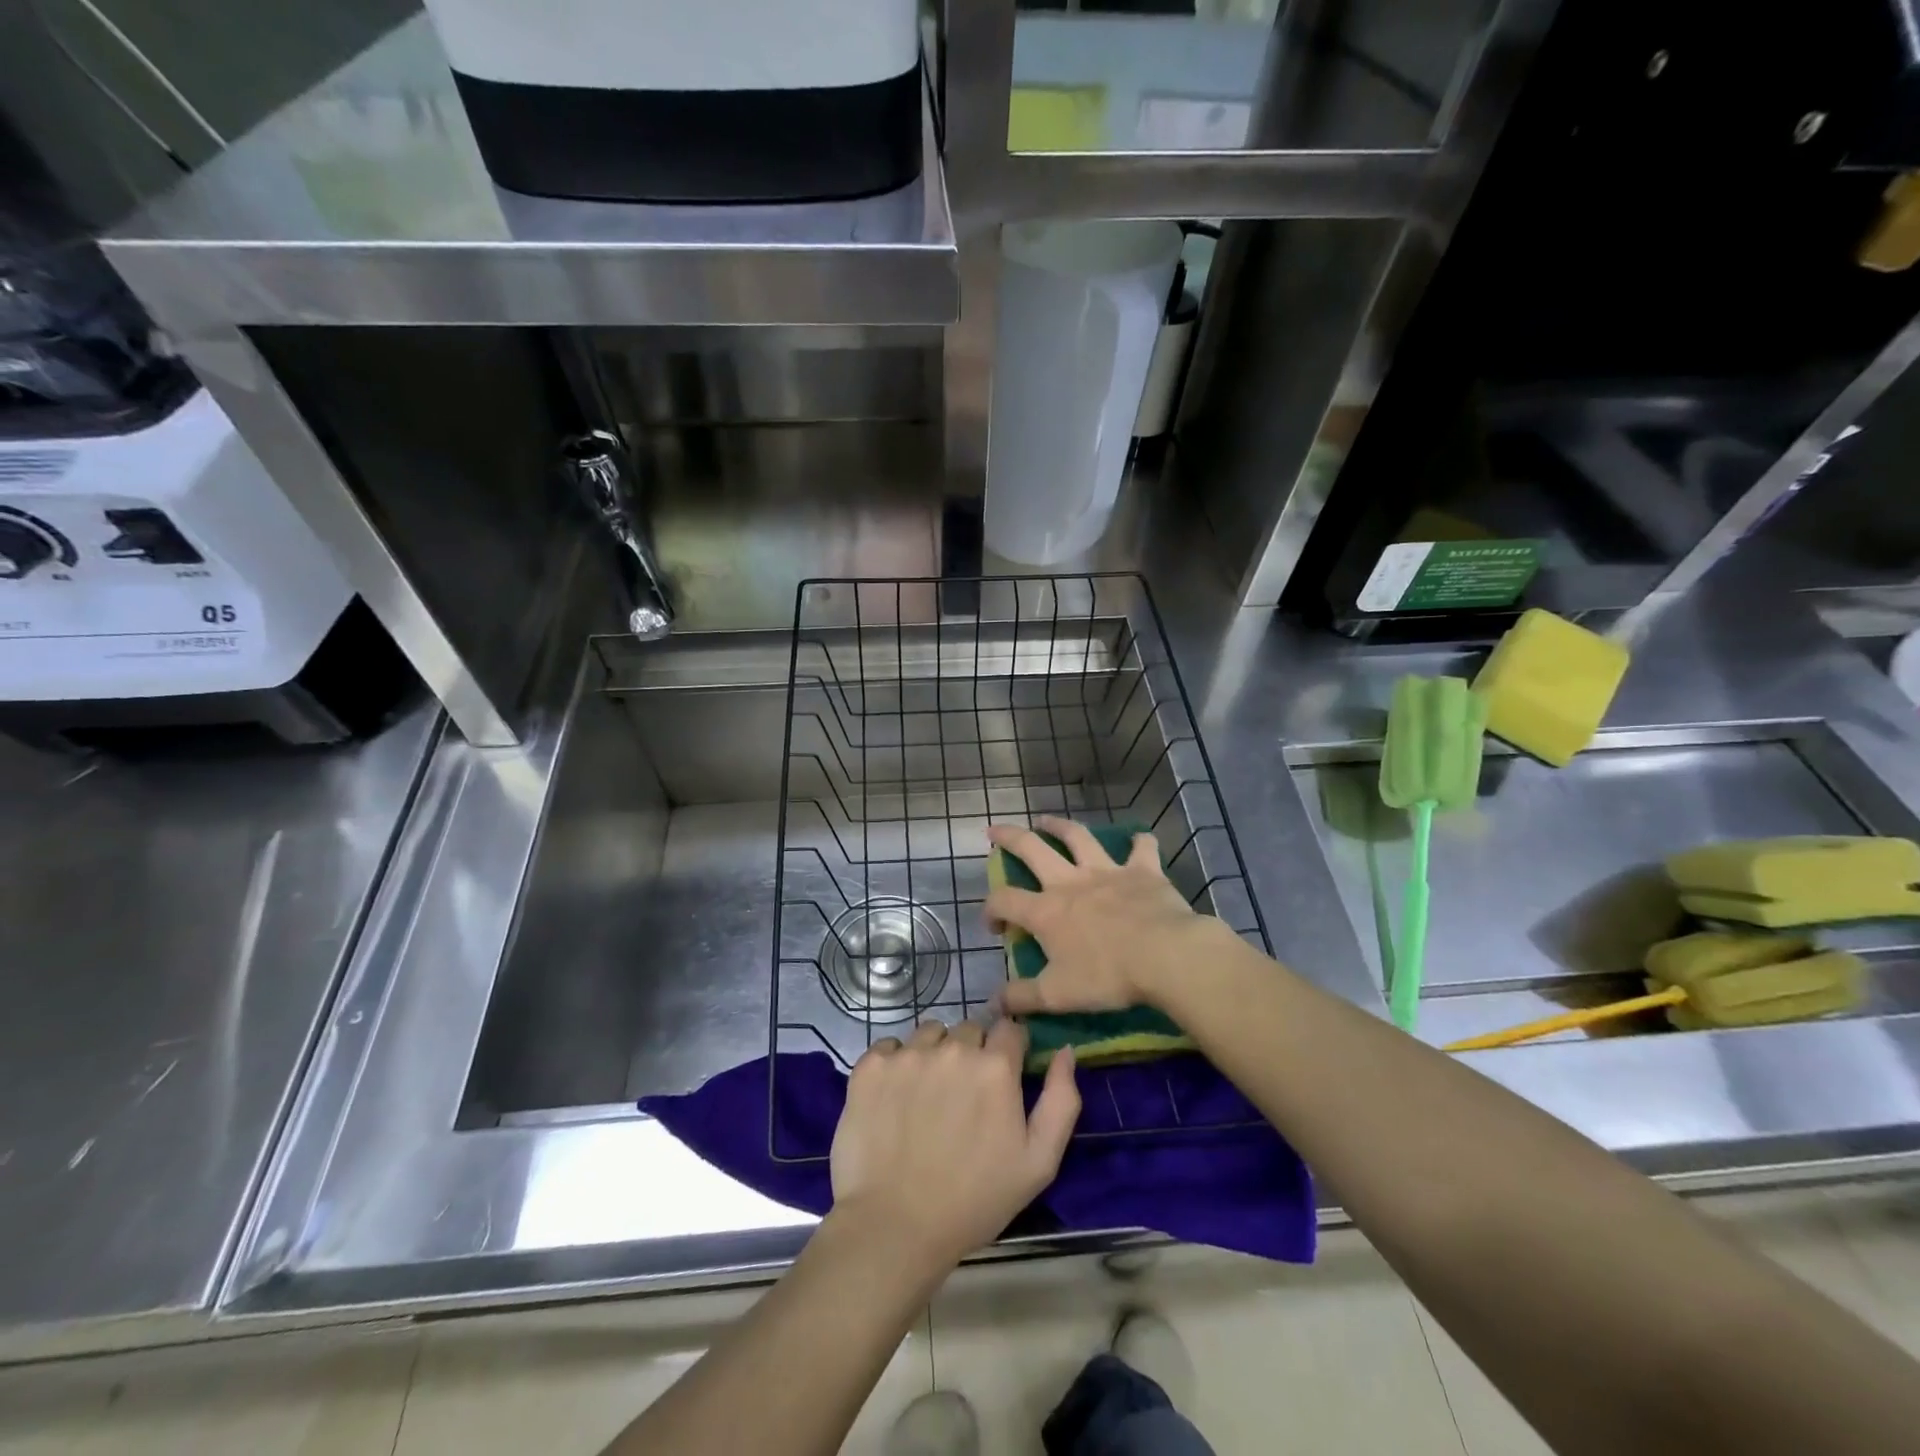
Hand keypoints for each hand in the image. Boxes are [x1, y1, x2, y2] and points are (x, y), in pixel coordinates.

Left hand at [830, 1019, 1079, 1273]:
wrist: (895, 1227)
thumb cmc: (975, 1200)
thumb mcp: (1039, 1162)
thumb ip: (1061, 1100)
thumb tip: (1065, 1050)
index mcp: (995, 1066)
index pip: (1010, 1030)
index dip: (1010, 1051)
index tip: (1003, 1079)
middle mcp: (952, 1047)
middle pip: (970, 1029)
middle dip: (973, 1053)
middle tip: (964, 1098)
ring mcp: (908, 1054)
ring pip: (930, 1033)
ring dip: (934, 1053)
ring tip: (928, 1097)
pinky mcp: (871, 1066)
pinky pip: (890, 1047)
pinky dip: (896, 1064)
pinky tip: (896, 1099)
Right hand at [986, 816, 1220, 1014]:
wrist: (1165, 956)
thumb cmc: (1107, 976)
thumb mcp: (1057, 996)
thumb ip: (1021, 998)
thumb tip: (992, 1004)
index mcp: (1046, 912)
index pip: (1004, 901)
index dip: (990, 909)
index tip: (993, 926)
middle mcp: (1070, 882)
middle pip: (1031, 849)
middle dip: (1008, 838)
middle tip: (994, 831)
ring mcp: (1107, 872)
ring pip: (1077, 837)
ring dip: (1059, 826)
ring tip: (1046, 820)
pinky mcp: (1142, 871)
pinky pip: (1142, 849)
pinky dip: (1140, 841)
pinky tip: (1140, 837)